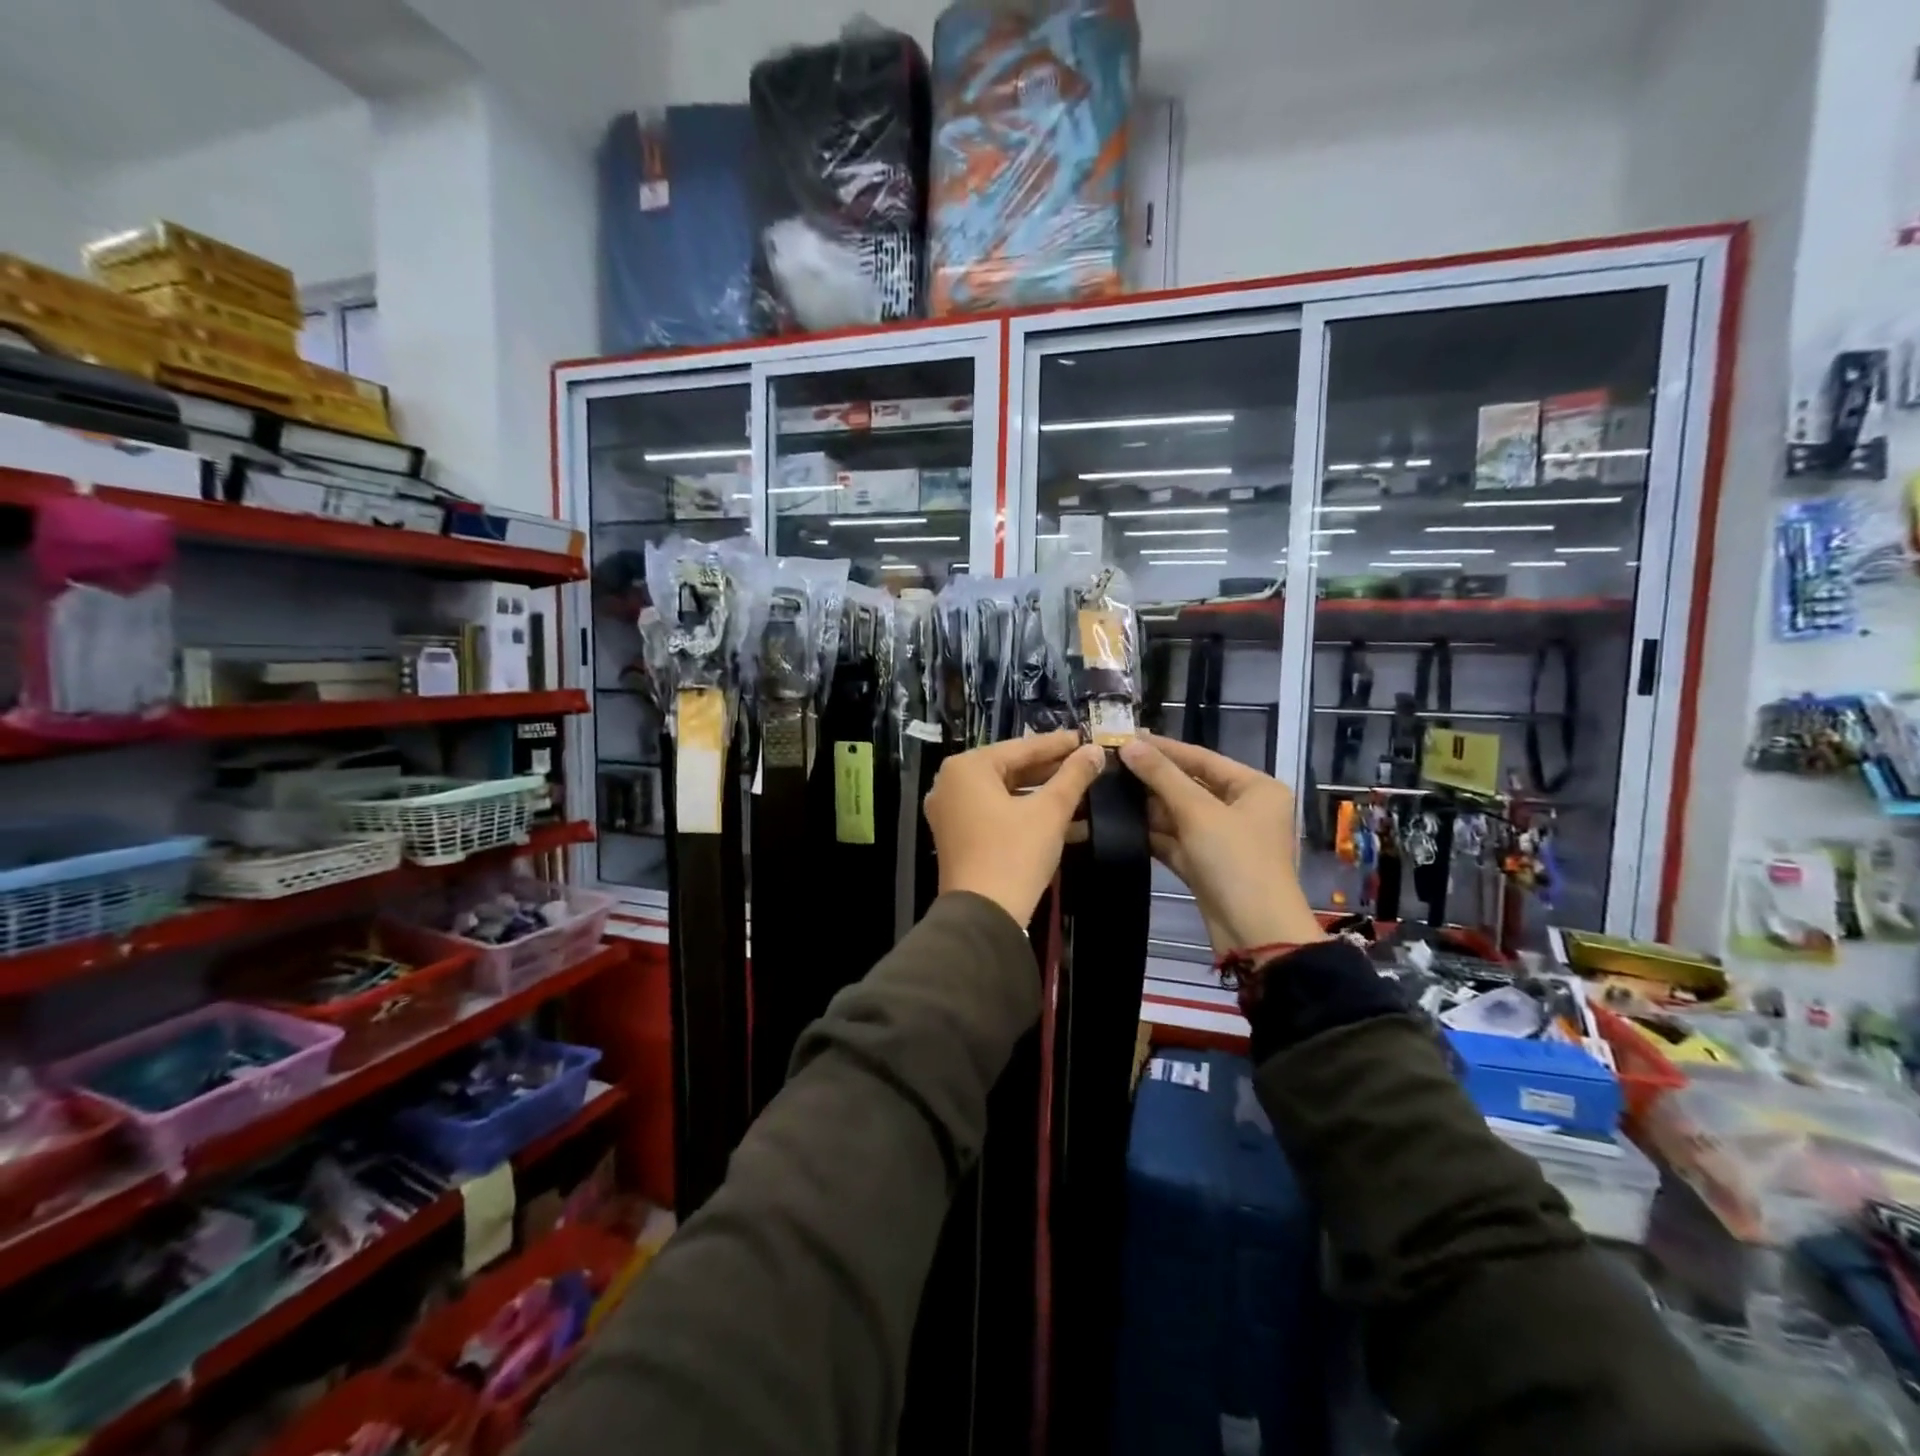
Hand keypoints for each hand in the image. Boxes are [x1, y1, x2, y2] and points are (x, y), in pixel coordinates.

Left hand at [925, 730, 1105, 926]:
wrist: (983, 916)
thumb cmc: (1014, 854)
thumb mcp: (1050, 811)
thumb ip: (1073, 776)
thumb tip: (1095, 751)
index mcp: (967, 768)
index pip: (1021, 748)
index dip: (1058, 744)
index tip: (1085, 738)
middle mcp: (951, 784)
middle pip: (1011, 769)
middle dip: (1051, 771)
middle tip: (1087, 764)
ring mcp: (951, 812)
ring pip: (1005, 794)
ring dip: (1043, 796)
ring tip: (1083, 792)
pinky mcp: (958, 838)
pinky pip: (996, 814)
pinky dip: (1026, 815)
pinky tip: (1066, 821)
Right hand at [1118, 733, 1324, 954]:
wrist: (1255, 934)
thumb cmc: (1236, 861)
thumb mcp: (1198, 812)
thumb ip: (1162, 776)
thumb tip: (1129, 745)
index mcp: (1255, 788)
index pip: (1202, 757)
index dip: (1163, 748)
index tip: (1125, 736)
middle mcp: (1243, 808)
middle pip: (1190, 785)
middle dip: (1151, 778)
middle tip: (1109, 763)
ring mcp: (1224, 839)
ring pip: (1180, 814)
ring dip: (1147, 806)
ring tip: (1106, 789)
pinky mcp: (1206, 865)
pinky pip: (1176, 840)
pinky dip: (1152, 833)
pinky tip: (1119, 822)